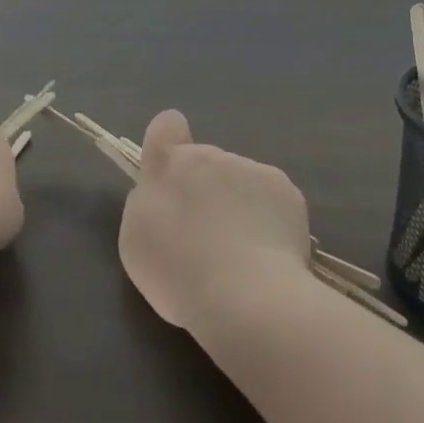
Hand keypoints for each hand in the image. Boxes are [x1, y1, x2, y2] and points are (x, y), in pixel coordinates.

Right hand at [117, 110, 313, 331]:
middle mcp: (210, 156)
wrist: (247, 297)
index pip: (167, 125)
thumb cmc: (179, 272)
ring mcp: (251, 170)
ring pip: (240, 182)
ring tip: (243, 256)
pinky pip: (272, 200)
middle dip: (206, 190)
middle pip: (205, 163)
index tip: (173, 176)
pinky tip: (269, 256)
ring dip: (238, 206)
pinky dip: (270, 221)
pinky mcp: (287, 191)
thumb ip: (148, 204)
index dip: (168, 142)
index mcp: (169, 164)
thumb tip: (166, 195)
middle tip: (207, 238)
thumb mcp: (137, 241)